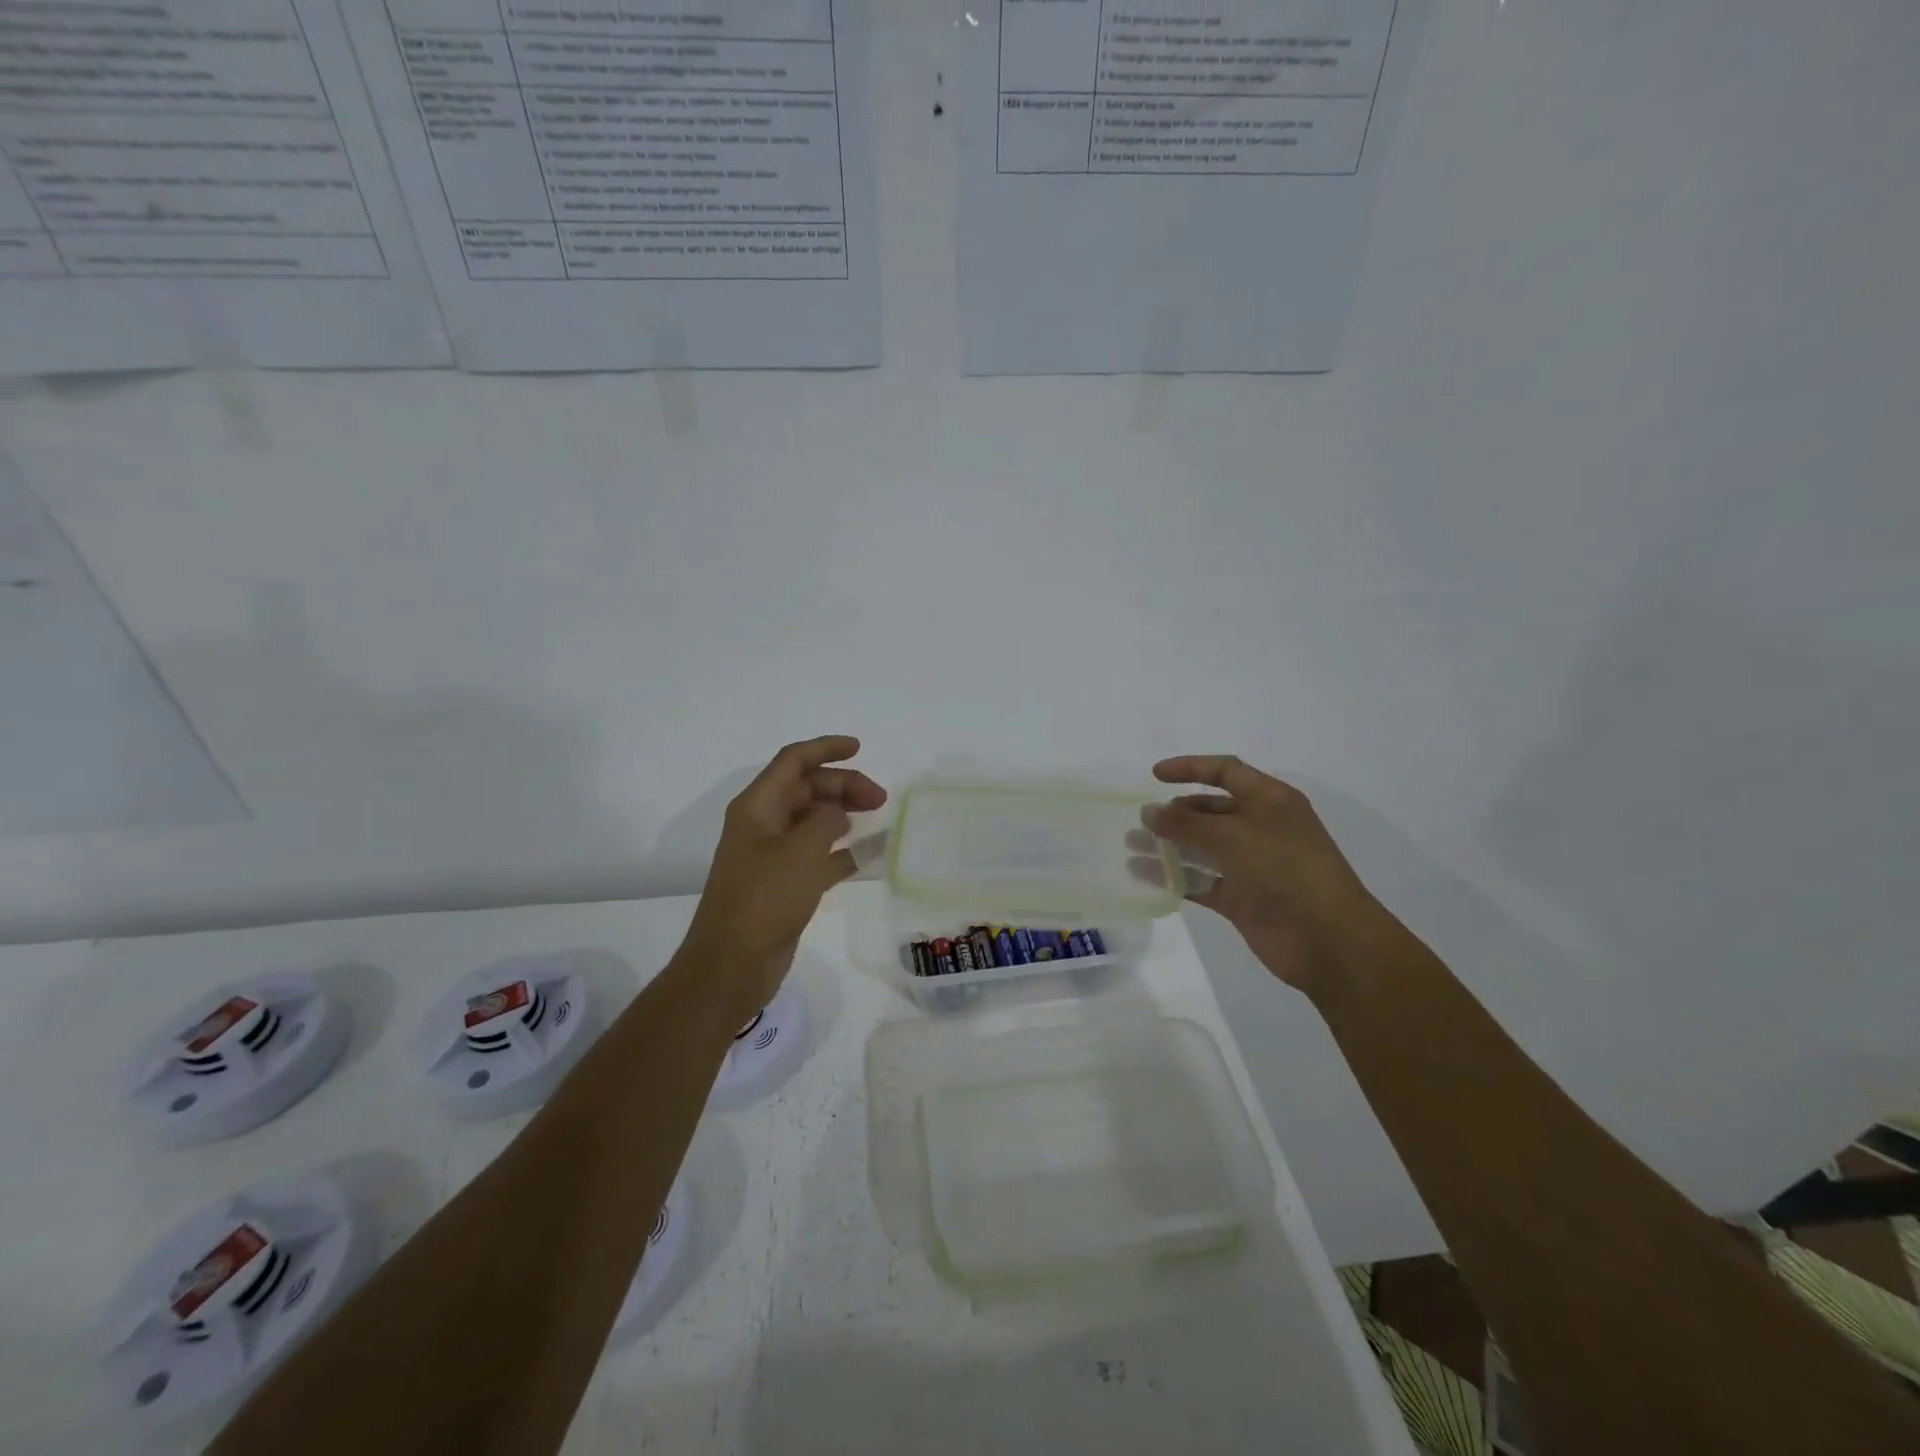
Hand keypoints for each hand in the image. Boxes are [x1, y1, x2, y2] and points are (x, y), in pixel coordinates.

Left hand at [682, 736, 886, 1019]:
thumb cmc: (764, 899)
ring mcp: (774, 854)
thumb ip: (827, 820)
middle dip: (843, 785)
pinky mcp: (786, 883)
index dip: (825, 748)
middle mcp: (763, 824)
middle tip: (880, 798)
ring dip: (844, 813)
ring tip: (879, 817)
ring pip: (814, 820)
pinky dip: (844, 850)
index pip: (793, 761)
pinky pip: (820, 854)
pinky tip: (872, 853)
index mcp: (757, 806)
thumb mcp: (801, 850)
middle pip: (806, 789)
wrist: (732, 963)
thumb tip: (839, 813)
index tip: (859, 748)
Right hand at [1144, 755, 1381, 996]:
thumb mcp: (1234, 836)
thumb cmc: (1286, 869)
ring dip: (1168, 845)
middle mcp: (1260, 828)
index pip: (1226, 771)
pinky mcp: (1241, 898)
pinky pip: (1200, 881)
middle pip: (1210, 811)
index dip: (1190, 768)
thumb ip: (1186, 824)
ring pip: (1201, 847)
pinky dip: (1174, 878)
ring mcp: (1250, 865)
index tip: (1154, 775)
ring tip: (1132, 845)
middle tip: (1141, 820)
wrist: (1328, 939)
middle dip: (1174, 813)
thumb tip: (1149, 813)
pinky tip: (1144, 876)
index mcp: (1270, 801)